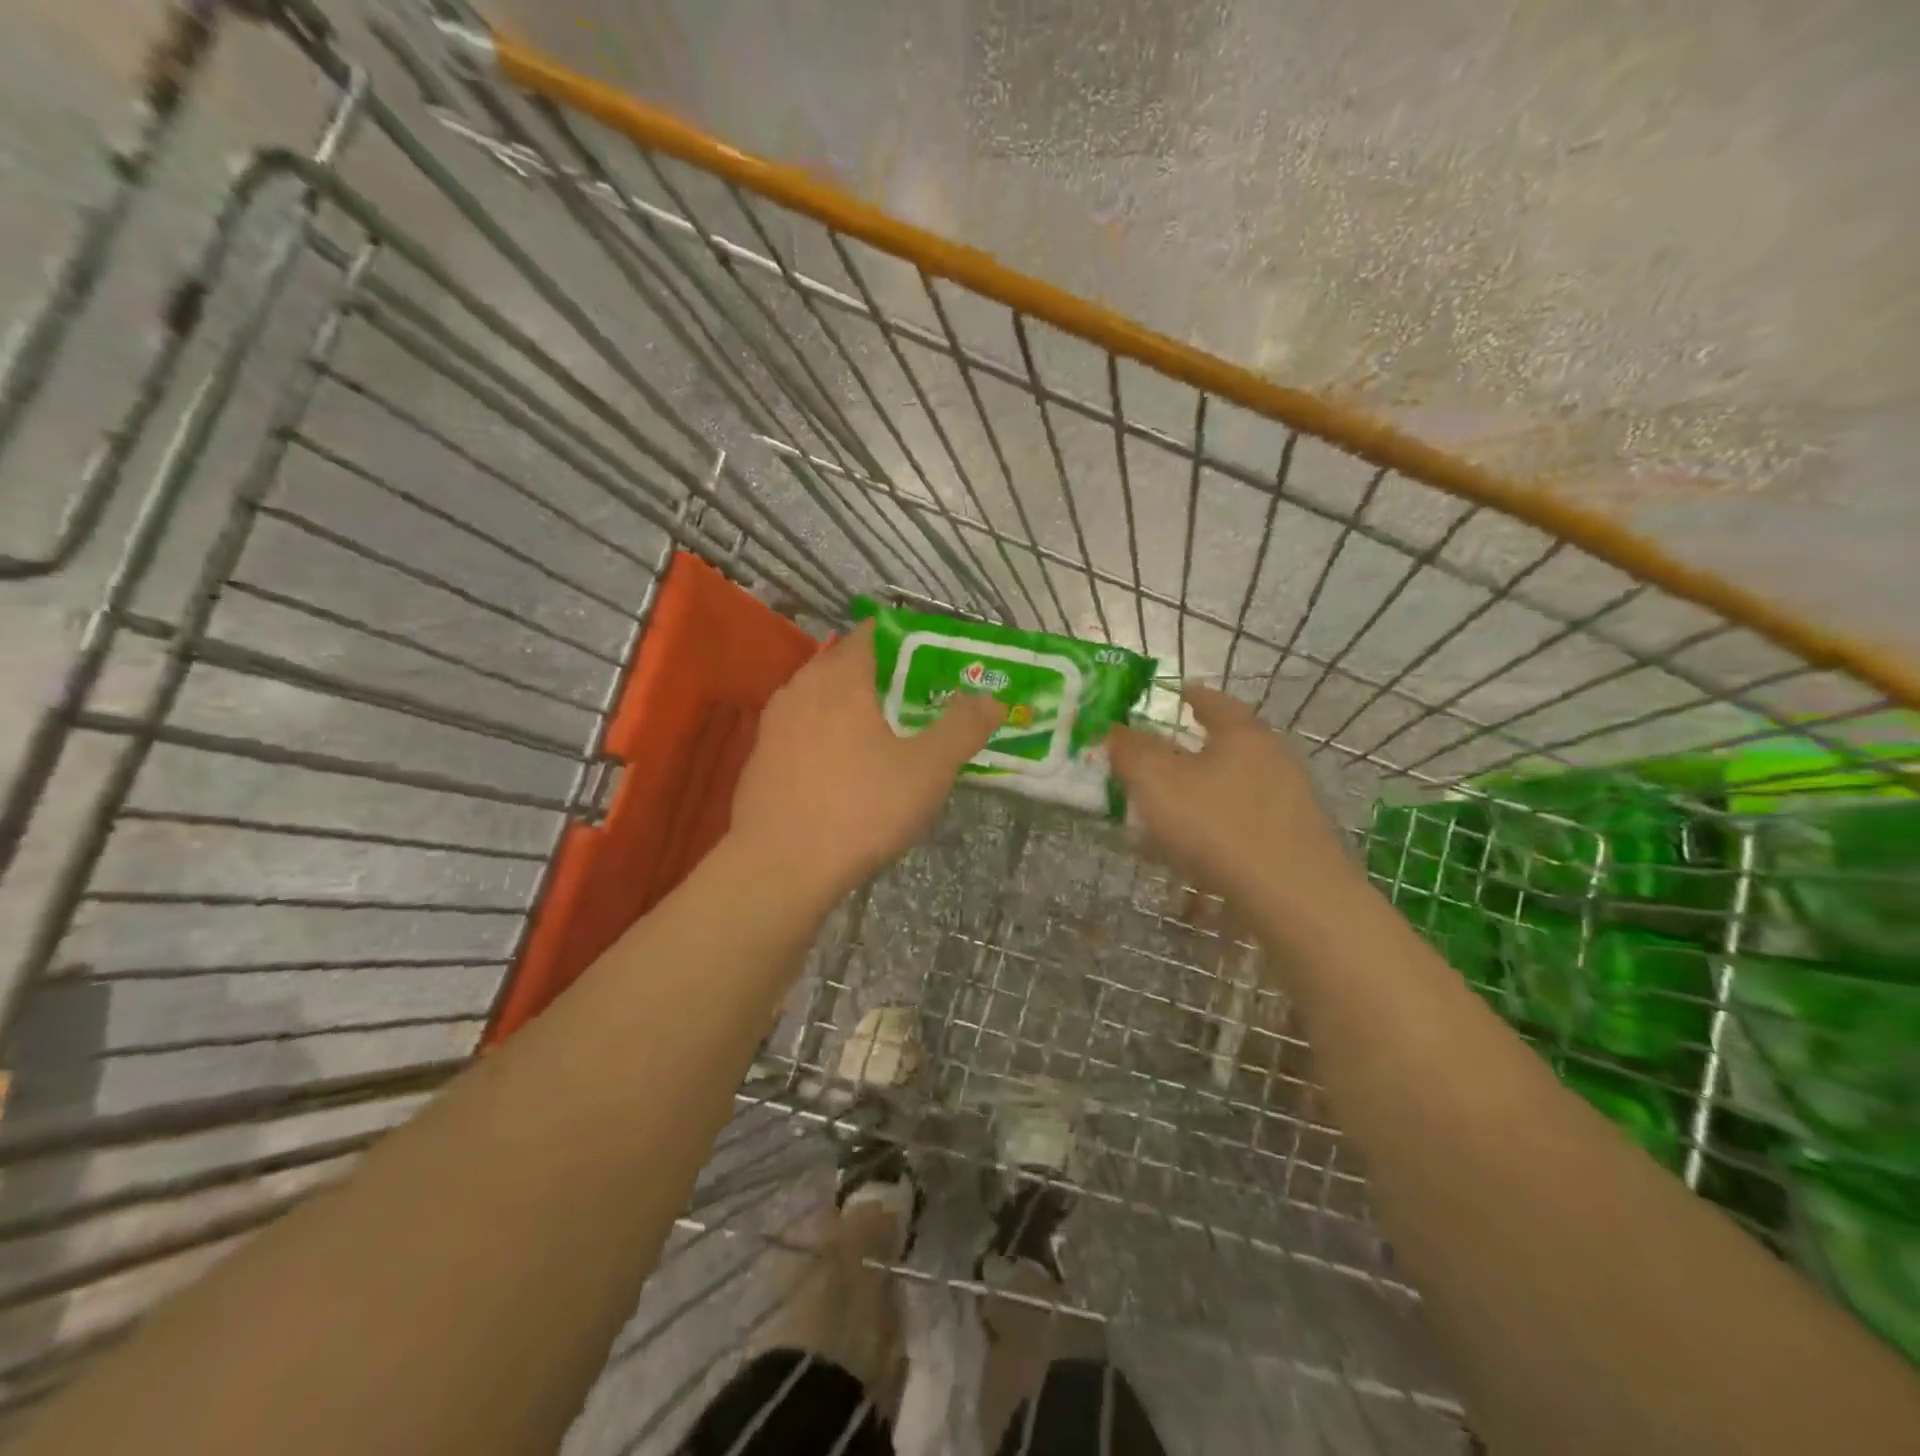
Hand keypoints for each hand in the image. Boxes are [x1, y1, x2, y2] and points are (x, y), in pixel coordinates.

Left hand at [729, 621, 1005, 902]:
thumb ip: (963, 728)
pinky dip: (826, 734)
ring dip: (849, 705)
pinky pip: (801, 729)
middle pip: (843, 663)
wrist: (780, 867)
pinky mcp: (761, 758)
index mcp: (840, 678)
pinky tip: (844, 768)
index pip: (870, 634)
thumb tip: (992, 698)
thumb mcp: (928, 769)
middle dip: (878, 673)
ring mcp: (774, 724)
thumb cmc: (861, 807)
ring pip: (819, 697)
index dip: (903, 640)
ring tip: (882, 732)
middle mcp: (801, 688)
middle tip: (914, 697)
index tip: (931, 660)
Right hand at [1107, 684, 1356, 904]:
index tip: (1175, 694)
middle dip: (1189, 751)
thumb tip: (1114, 730)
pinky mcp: (1291, 841)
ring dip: (1198, 794)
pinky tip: (1189, 853)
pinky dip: (1213, 828)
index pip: (1213, 701)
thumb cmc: (1218, 825)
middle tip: (1156, 760)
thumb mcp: (1156, 782)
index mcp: (1242, 734)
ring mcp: (1288, 802)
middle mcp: (1272, 759)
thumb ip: (1130, 751)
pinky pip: (1241, 823)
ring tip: (1163, 813)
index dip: (1190, 696)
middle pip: (1226, 745)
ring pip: (1231, 787)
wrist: (1293, 897)